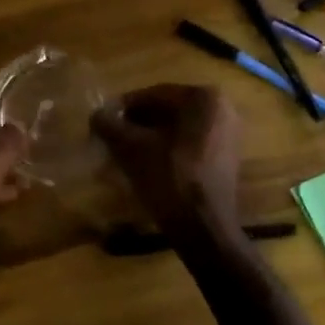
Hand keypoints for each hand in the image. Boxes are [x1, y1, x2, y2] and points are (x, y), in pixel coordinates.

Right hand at [92, 84, 242, 235]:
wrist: (203, 228)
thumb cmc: (169, 179)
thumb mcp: (131, 148)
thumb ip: (109, 125)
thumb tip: (96, 115)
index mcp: (203, 98)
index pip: (151, 95)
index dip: (122, 109)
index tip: (101, 123)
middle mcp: (221, 109)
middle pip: (165, 111)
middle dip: (135, 124)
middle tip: (110, 139)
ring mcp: (228, 133)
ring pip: (175, 128)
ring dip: (148, 137)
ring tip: (123, 154)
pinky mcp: (226, 156)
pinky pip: (188, 143)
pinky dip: (165, 149)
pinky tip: (145, 165)